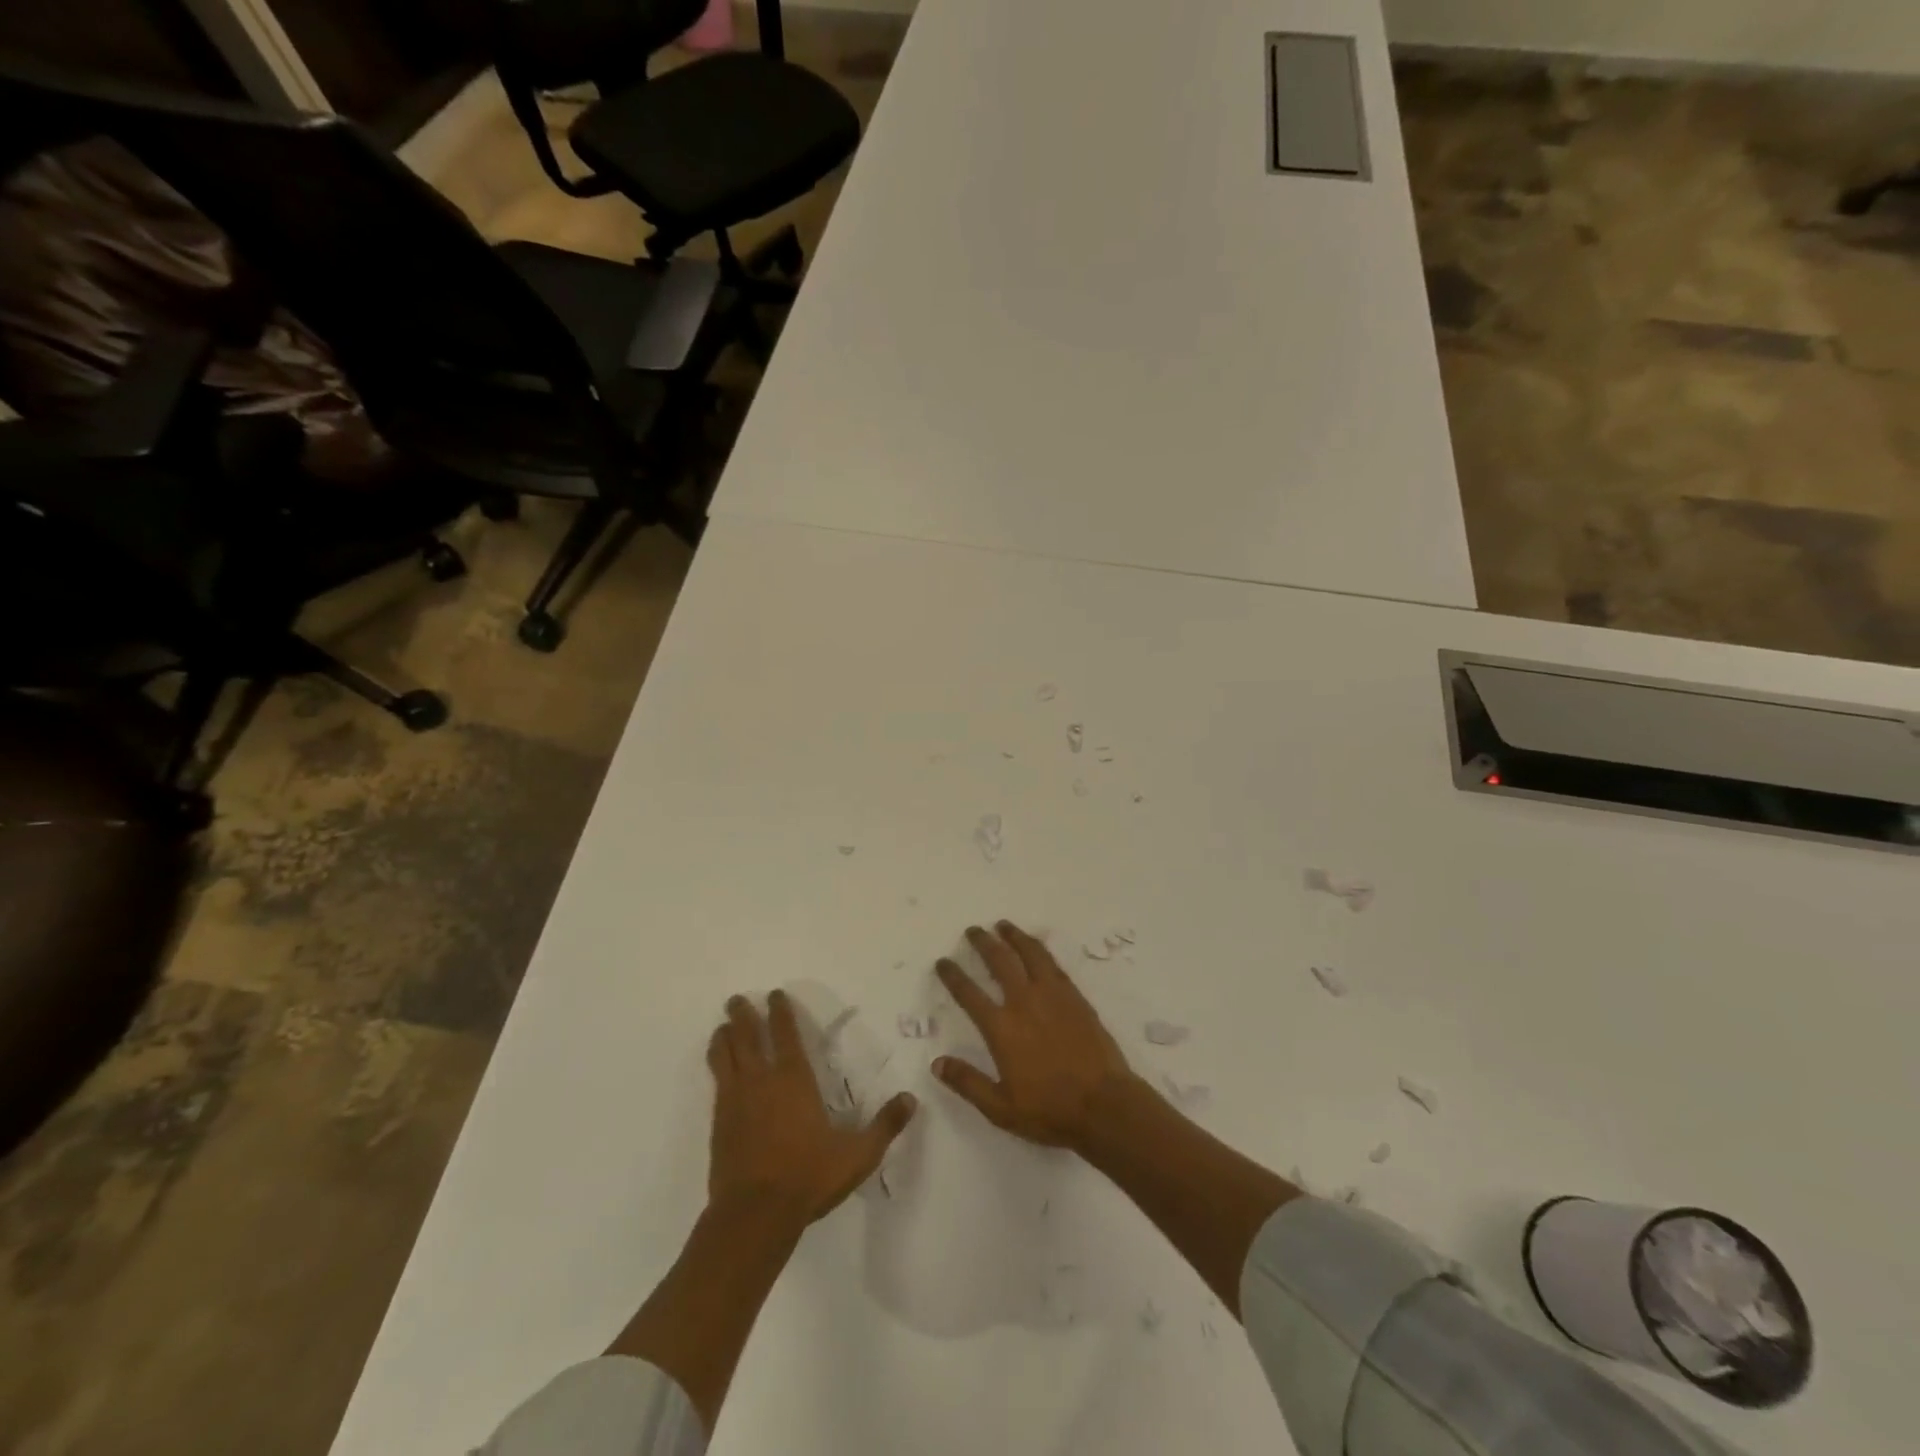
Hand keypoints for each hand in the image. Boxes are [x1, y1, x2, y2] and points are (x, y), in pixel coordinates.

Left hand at [706, 990, 916, 1227]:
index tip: (774, 994)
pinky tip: (718, 1068)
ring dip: (724, 1037)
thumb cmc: (808, 1177)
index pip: (785, 1034)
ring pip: (725, 1056)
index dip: (780, 1012)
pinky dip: (715, 1066)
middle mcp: (761, 1081)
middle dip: (743, 1015)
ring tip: (723, 1026)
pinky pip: (716, 1082)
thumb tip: (911, 1099)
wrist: (754, 1215)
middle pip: (747, 1037)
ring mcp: (735, 1100)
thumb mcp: (858, 1155)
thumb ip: (885, 1126)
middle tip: (736, 999)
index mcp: (794, 1079)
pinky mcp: (719, 1123)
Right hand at [933, 921, 1140, 1150]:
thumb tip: (937, 1063)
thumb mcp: (1000, 1108)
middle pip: (999, 961)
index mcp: (1002, 1028)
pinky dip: (1040, 949)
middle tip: (973, 930)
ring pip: (1029, 954)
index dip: (953, 976)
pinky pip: (1053, 964)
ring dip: (1013, 936)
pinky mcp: (1075, 997)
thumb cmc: (1050, 1110)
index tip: (943, 962)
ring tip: (1003, 925)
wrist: (1104, 1104)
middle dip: (983, 943)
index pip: (969, 993)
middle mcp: (1024, 1002)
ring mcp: (1052, 995)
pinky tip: (1036, 947)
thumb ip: (968, 1082)